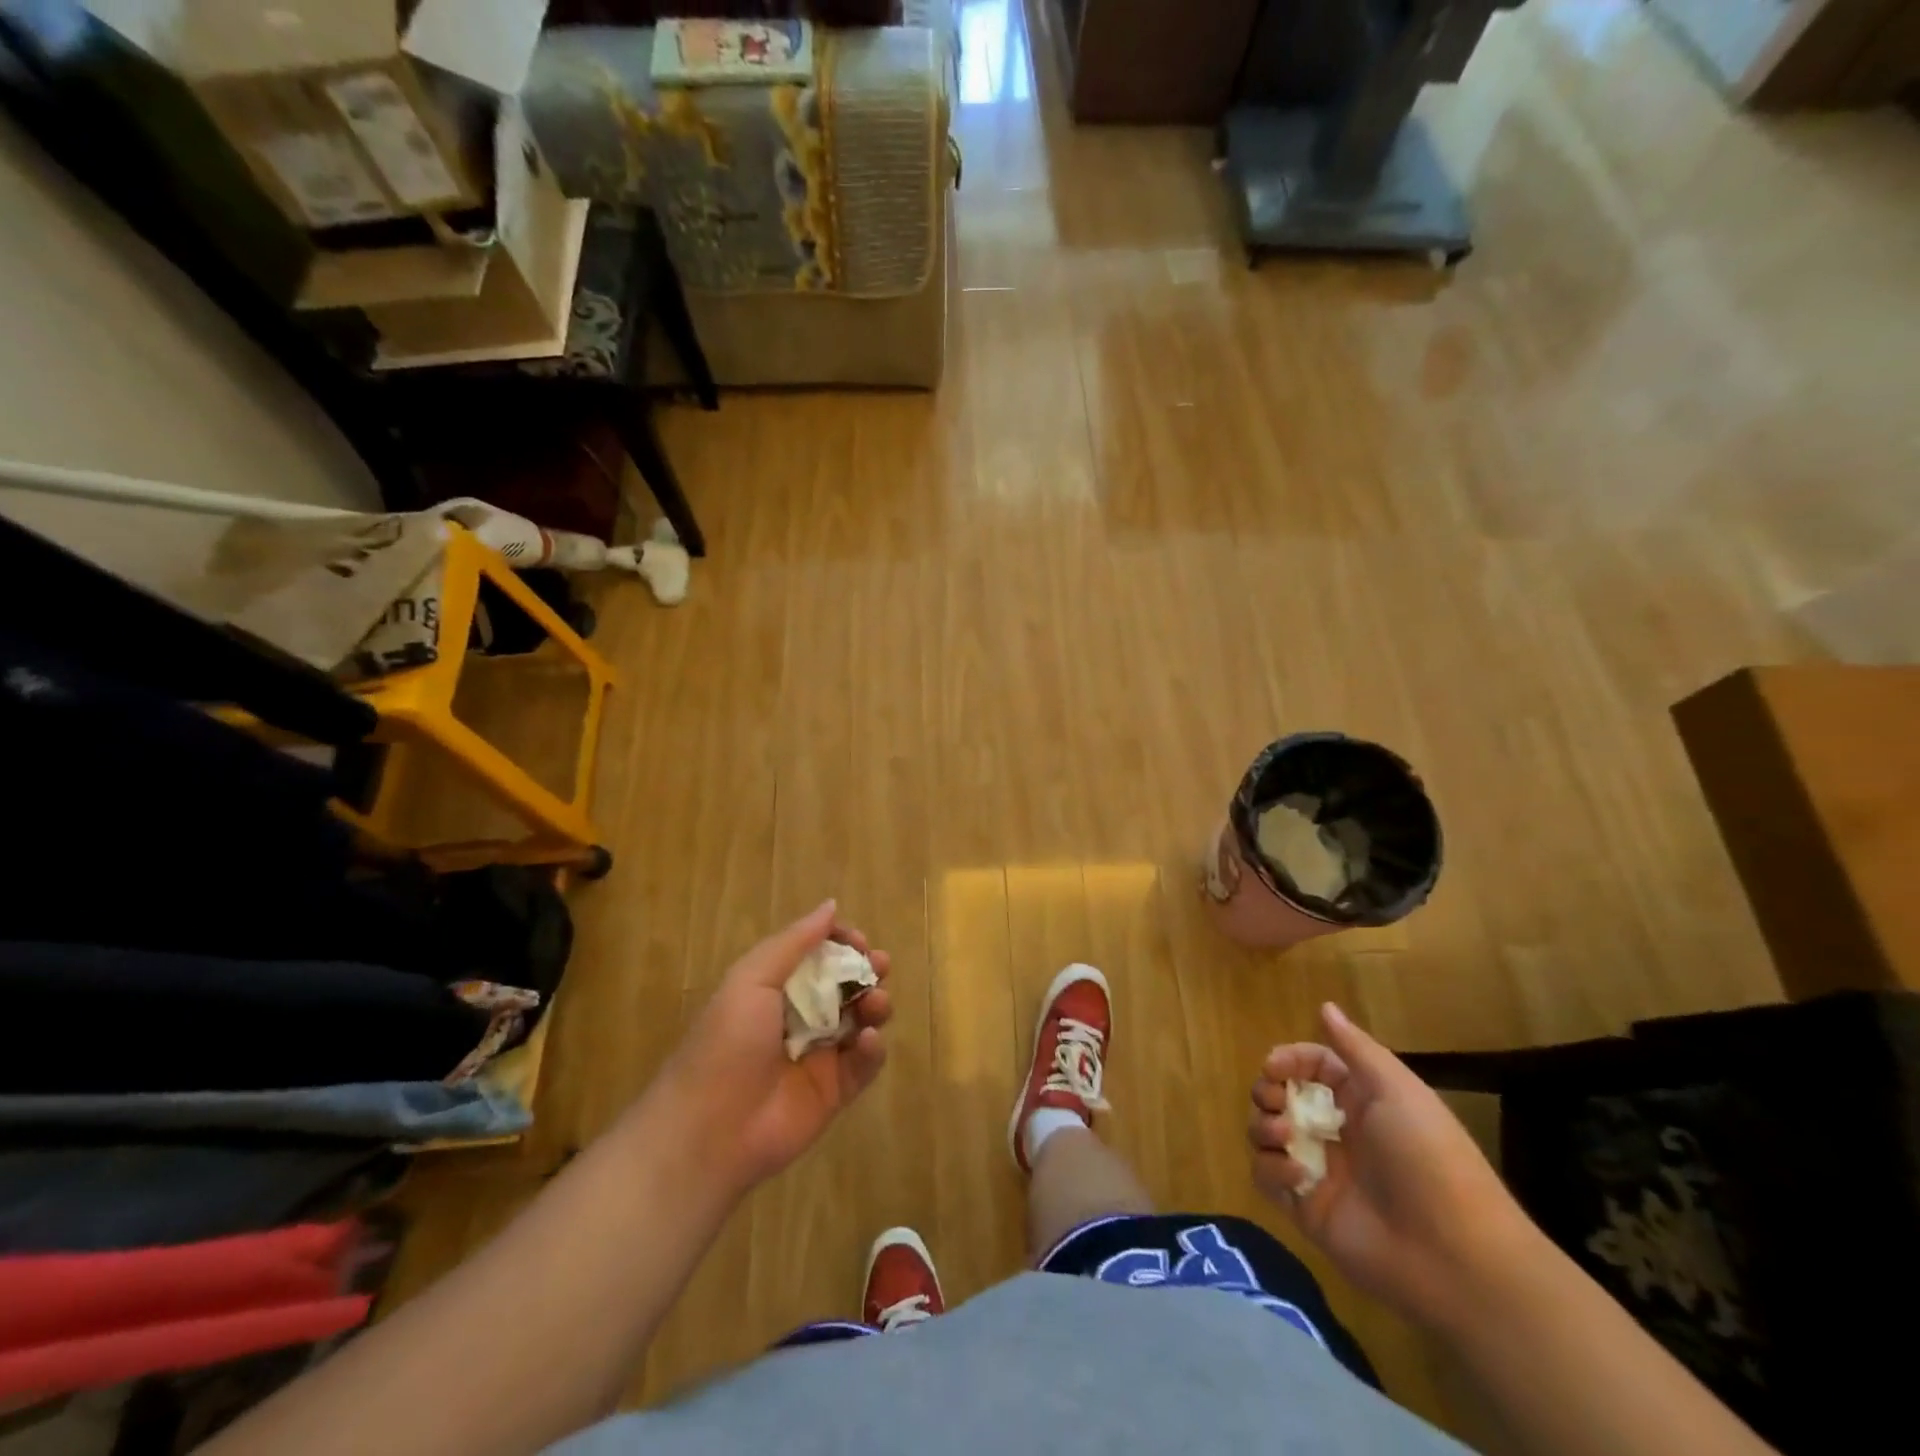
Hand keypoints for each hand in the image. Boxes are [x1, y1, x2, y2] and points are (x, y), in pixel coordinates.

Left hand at [650, 900, 892, 1195]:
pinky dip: (872, 1049)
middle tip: (878, 966)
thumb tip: (830, 905)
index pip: (819, 956)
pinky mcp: (835, 1092)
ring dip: (875, 1004)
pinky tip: (867, 1041)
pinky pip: (864, 1064)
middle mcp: (800, 1017)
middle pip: (846, 985)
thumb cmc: (726, 1043)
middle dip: (866, 970)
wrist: (710, 1130)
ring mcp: (820, 1056)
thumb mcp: (752, 980)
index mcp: (776, 989)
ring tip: (875, 1002)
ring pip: (861, 1020)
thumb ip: (794, 942)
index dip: (841, 944)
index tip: (857, 940)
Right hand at [1247, 1002, 1533, 1325]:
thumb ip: (1355, 1049)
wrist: (1455, 1256)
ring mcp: (1318, 1169)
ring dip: (1264, 1126)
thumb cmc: (1429, 1159)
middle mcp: (1335, 1130)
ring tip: (1286, 1136)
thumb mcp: (1398, 1091)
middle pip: (1278, 1096)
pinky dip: (1272, 1170)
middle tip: (1276, 1102)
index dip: (1287, 1059)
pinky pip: (1266, 1177)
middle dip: (1266, 1092)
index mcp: (1359, 1100)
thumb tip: (1325, 1005)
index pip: (1309, 1065)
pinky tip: (1298, 1176)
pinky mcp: (1305, 1207)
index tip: (1273, 1067)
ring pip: (1265, 1132)